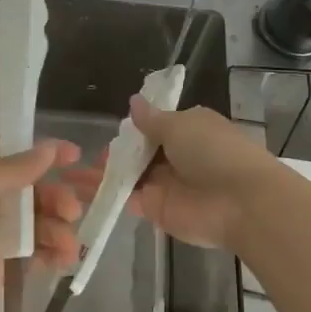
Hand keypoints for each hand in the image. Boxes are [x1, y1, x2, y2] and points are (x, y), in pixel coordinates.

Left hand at [0, 137, 82, 311]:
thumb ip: (11, 170)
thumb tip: (49, 148)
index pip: (10, 152)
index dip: (42, 152)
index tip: (76, 155)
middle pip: (28, 188)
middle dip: (56, 194)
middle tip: (75, 208)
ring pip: (35, 220)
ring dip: (57, 227)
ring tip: (69, 244)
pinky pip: (32, 251)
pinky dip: (51, 252)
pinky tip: (64, 260)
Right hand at [66, 96, 284, 249]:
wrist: (240, 203)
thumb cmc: (214, 152)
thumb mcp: (180, 125)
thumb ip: (152, 119)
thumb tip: (133, 102)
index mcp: (188, 129)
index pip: (156, 125)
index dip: (134, 127)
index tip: (112, 128)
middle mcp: (176, 156)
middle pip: (140, 152)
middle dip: (115, 152)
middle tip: (81, 152)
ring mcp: (165, 184)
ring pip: (130, 175)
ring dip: (104, 173)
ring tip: (70, 171)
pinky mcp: (156, 209)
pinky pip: (127, 198)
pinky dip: (105, 194)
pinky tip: (77, 190)